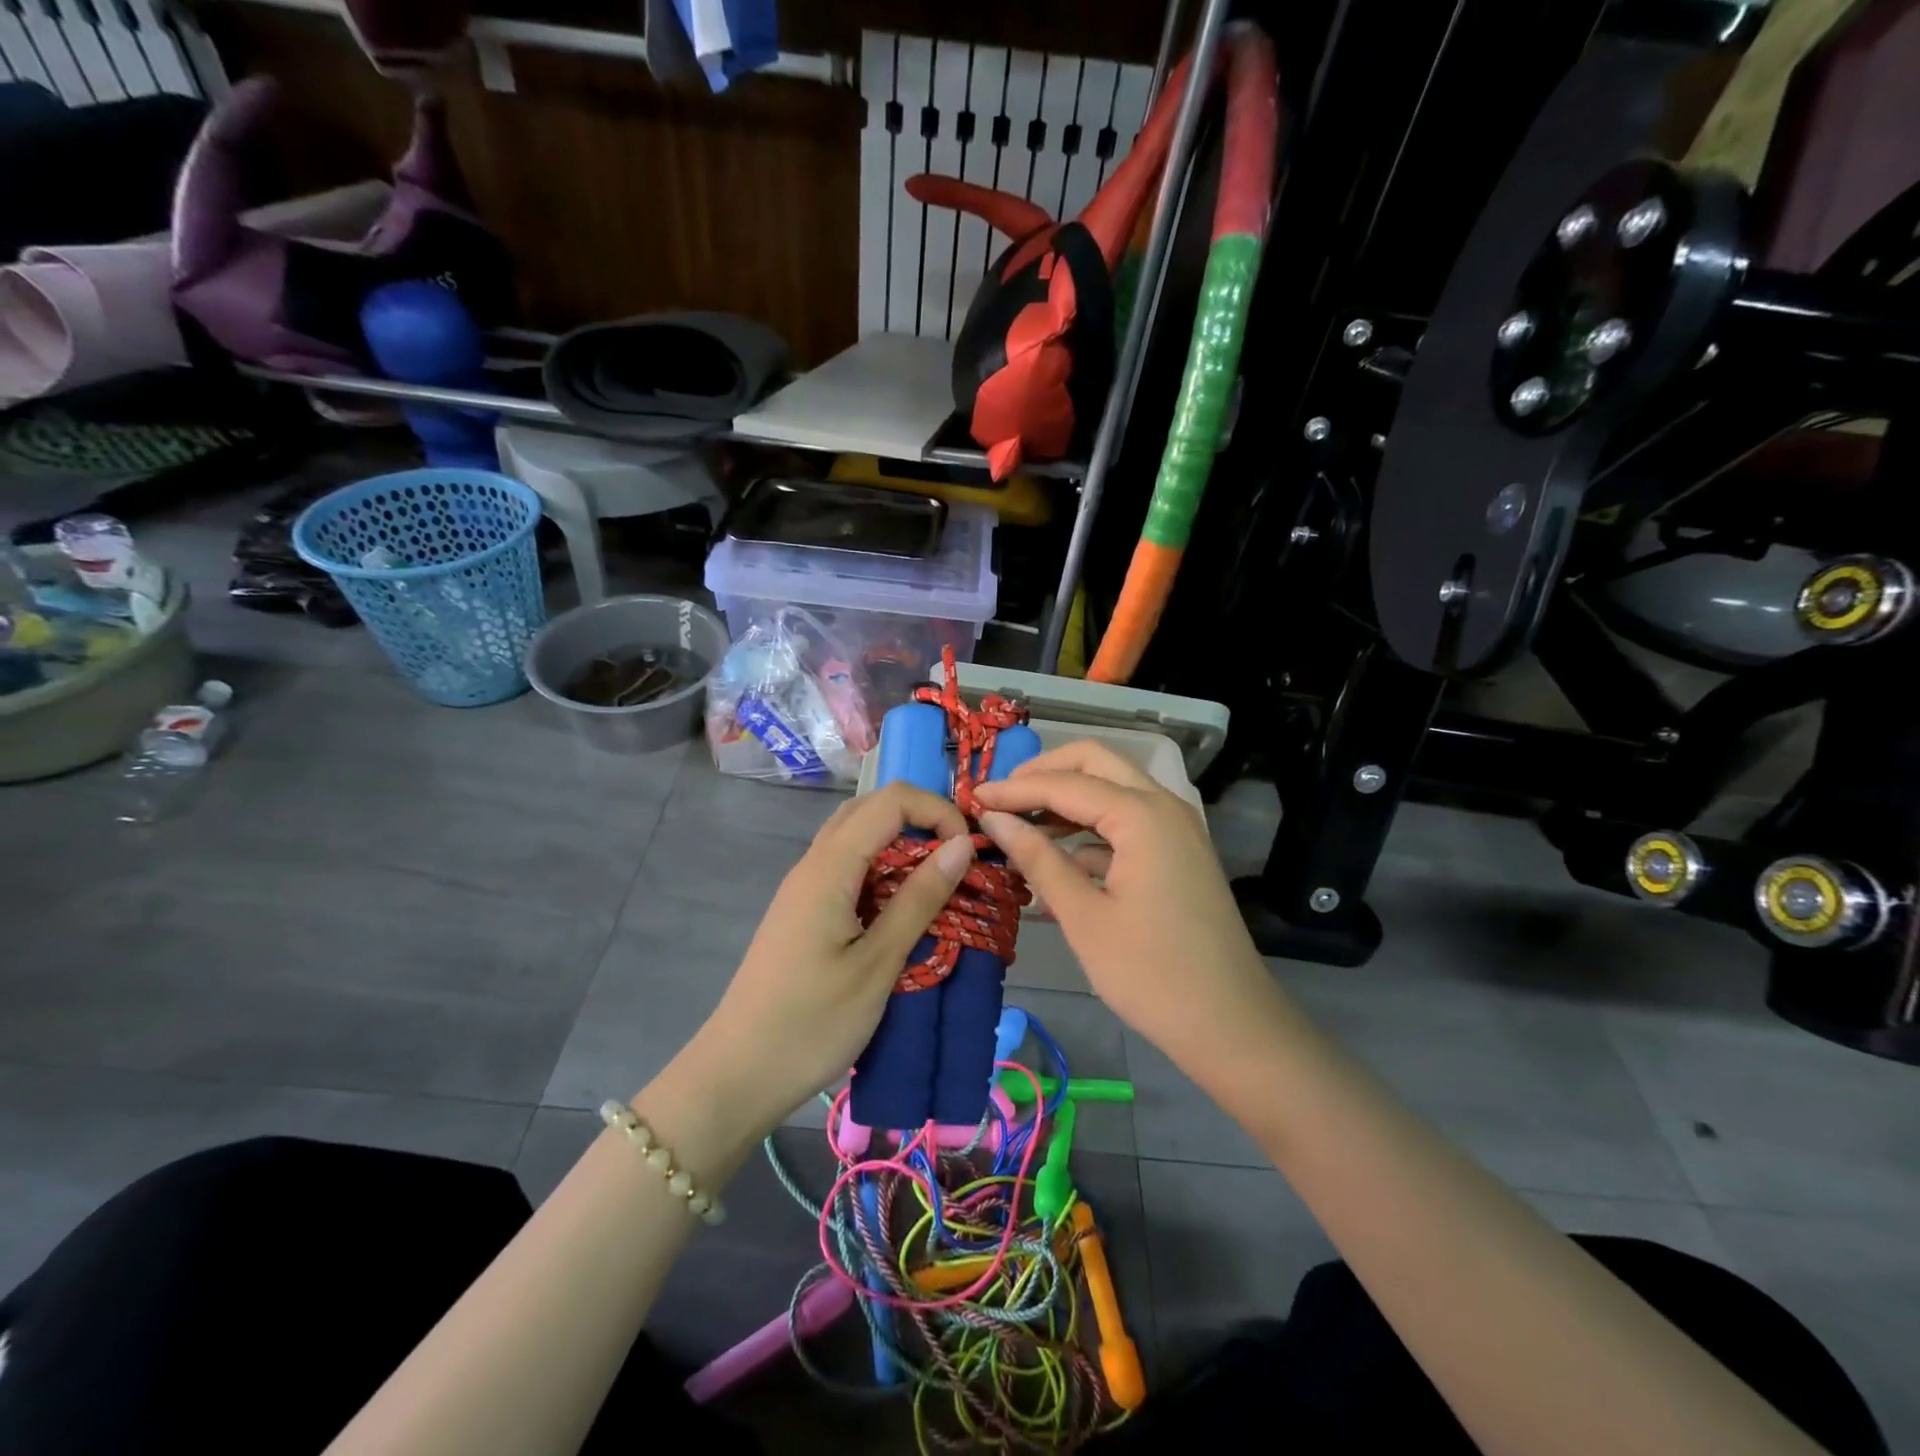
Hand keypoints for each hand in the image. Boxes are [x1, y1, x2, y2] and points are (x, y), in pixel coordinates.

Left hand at [680, 784, 977, 1137]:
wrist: (738, 1074)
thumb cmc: (812, 1023)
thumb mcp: (877, 964)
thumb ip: (919, 899)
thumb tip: (961, 845)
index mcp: (829, 867)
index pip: (891, 801)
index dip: (937, 811)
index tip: (968, 852)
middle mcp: (813, 864)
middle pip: (871, 809)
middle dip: (921, 821)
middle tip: (957, 861)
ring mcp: (804, 887)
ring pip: (857, 837)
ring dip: (901, 846)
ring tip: (937, 883)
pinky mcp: (803, 911)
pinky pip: (847, 867)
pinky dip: (882, 870)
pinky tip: (901, 908)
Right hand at [973, 742, 1287, 1074]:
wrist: (1231, 1025)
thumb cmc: (1150, 974)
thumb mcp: (1083, 916)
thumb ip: (1038, 858)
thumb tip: (995, 819)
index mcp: (1142, 815)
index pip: (1066, 783)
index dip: (1015, 789)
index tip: (973, 798)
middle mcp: (1164, 806)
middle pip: (1096, 763)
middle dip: (1045, 774)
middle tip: (1003, 799)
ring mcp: (1177, 828)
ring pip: (1114, 789)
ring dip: (1067, 799)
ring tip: (1021, 827)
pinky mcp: (1179, 853)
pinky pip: (1128, 822)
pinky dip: (1091, 829)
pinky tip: (1058, 860)